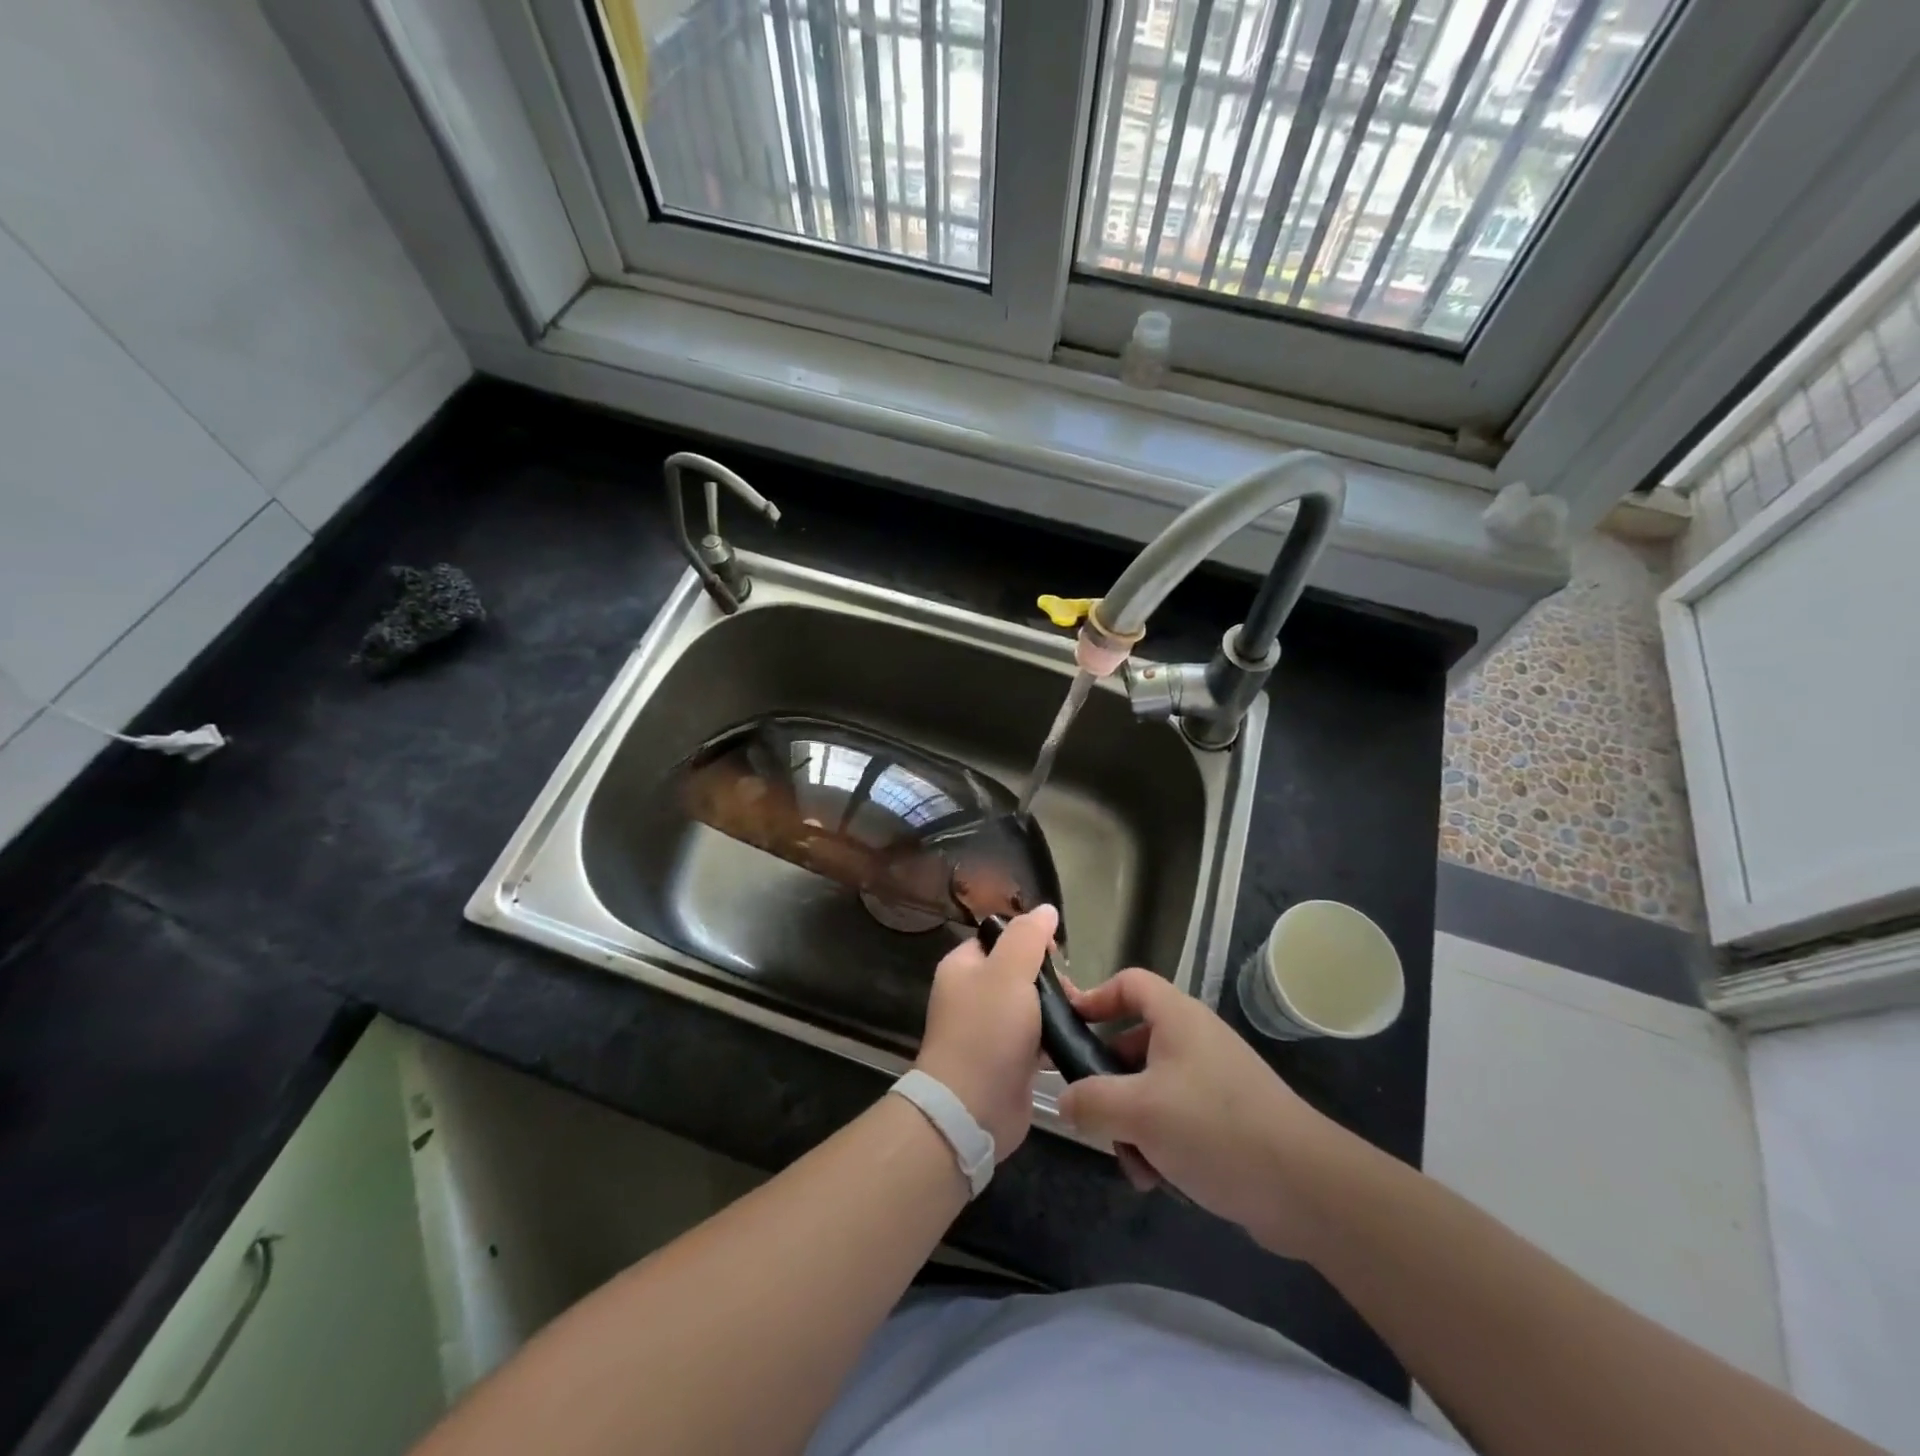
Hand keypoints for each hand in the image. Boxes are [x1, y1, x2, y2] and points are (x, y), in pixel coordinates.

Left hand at [913, 905, 1052, 1157]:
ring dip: (1056, 1008)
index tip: (1057, 952)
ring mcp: (989, 1029)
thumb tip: (1046, 909)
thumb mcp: (1009, 971)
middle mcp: (972, 994)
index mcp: (963, 966)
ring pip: (1031, 1005)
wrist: (972, 1109)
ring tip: (1078, 1015)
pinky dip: (1054, 1038)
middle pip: (1018, 970)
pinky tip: (1075, 1039)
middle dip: (1049, 977)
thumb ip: (1028, 937)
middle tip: (1071, 991)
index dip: (1029, 938)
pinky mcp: (1007, 1060)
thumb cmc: (987, 1031)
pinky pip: (1036, 1038)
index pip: (999, 937)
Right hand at [1056, 970, 1351, 1258]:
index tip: (1068, 1028)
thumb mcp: (1139, 1111)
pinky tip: (1158, 1179)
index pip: (1128, 983)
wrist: (1305, 1188)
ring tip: (1134, 1162)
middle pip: (1132, 1043)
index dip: (1095, 997)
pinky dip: (1159, 1143)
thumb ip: (1091, 1100)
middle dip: (1109, 1083)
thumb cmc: (1214, 1127)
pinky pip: (1174, 1118)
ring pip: (1150, 1089)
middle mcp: (1194, 1040)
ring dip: (1132, 1124)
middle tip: (1092, 1112)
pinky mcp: (1225, 1118)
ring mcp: (1212, 1079)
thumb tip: (1065, 1102)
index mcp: (1177, 1018)